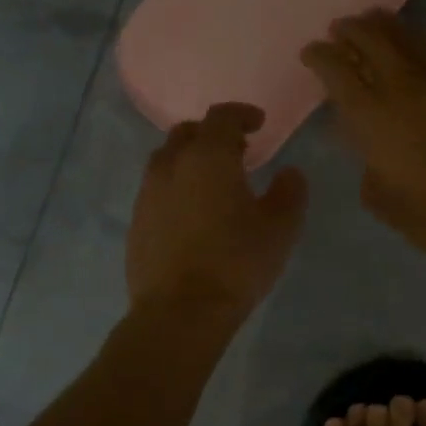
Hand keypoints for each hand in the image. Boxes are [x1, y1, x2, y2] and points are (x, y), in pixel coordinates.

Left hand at [126, 103, 307, 319]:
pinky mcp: (136, 223)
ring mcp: (147, 195)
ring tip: (212, 183)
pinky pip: (156, 191)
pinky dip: (176, 189)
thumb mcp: (280, 228)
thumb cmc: (236, 263)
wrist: (180, 312)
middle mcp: (171, 166)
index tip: (258, 123)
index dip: (241, 114)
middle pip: (187, 133)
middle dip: (212, 134)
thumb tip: (289, 173)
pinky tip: (192, 215)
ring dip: (190, 161)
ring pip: (167, 161)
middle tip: (236, 151)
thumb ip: (290, 192)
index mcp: (208, 157)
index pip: (221, 117)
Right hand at [301, 11, 425, 259]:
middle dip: (349, 29)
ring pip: (407, 34)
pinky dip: (423, 40)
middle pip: (370, 38)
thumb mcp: (380, 197)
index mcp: (371, 115)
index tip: (311, 52)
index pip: (336, 70)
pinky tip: (420, 43)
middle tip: (340, 28)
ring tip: (374, 21)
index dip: (319, 56)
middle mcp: (403, 84)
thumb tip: (371, 147)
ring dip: (384, 25)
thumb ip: (367, 163)